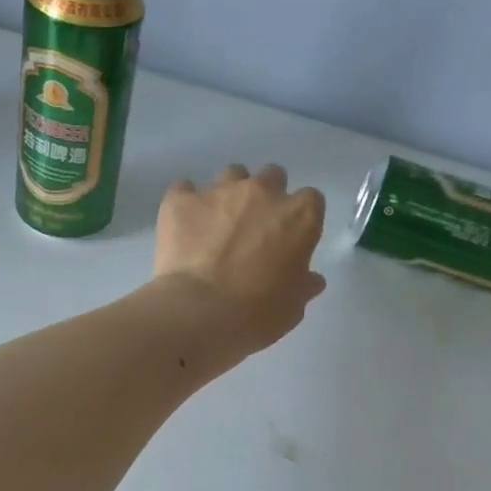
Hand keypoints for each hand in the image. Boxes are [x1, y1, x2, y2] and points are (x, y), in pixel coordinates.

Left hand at [153, 163, 326, 355]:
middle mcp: (262, 192)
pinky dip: (186, 205)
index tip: (289, 239)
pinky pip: (184, 190)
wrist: (198, 313)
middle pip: (271, 178)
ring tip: (217, 225)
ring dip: (229, 195)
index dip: (298, 219)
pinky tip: (183, 227)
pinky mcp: (180, 200)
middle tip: (253, 229)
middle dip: (266, 197)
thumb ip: (303, 285)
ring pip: (231, 176)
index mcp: (299, 216)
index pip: (310, 201)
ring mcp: (219, 191)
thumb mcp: (292, 307)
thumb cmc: (256, 314)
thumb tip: (310, 279)